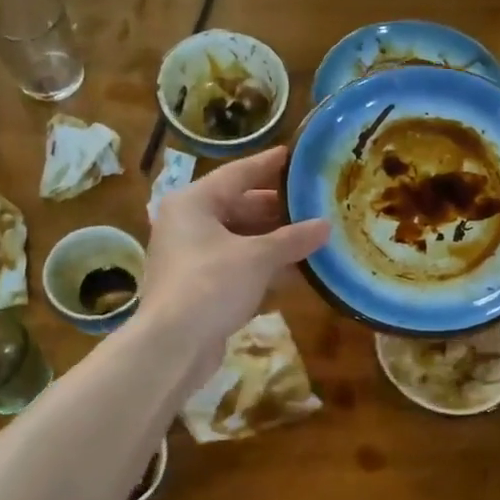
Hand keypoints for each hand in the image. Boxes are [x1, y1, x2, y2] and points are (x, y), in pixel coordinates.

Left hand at [138, 147, 329, 368]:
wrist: (173, 344)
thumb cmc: (211, 284)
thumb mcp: (257, 258)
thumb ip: (293, 239)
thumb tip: (325, 226)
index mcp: (193, 202)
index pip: (238, 174)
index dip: (268, 165)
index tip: (294, 155)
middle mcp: (187, 223)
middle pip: (238, 207)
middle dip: (277, 210)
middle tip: (313, 203)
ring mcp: (191, 256)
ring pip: (239, 239)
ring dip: (273, 241)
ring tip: (312, 236)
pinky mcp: (197, 286)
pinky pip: (236, 265)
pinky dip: (262, 266)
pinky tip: (294, 270)